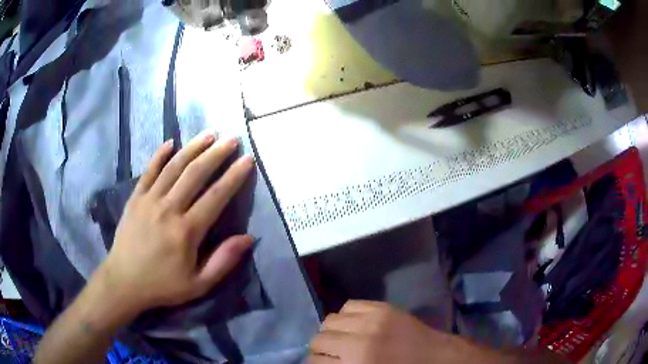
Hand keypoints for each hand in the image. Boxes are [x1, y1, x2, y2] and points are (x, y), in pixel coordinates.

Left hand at [95, 132, 254, 315]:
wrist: (124, 281)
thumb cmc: (163, 285)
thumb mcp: (198, 284)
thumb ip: (223, 261)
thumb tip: (248, 238)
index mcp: (186, 231)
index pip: (216, 196)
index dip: (234, 176)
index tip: (247, 159)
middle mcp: (168, 209)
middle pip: (195, 173)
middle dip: (216, 153)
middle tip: (232, 139)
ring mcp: (149, 200)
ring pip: (173, 166)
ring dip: (193, 147)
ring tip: (209, 134)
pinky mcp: (135, 197)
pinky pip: (148, 171)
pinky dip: (159, 155)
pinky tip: (171, 142)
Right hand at [309, 301, 496, 363]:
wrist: (436, 358)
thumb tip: (322, 362)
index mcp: (357, 363)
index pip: (315, 361)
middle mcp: (360, 339)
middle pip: (320, 339)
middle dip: (320, 349)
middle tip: (330, 355)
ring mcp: (373, 319)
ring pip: (330, 320)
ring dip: (332, 331)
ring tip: (342, 339)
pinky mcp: (383, 307)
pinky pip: (350, 305)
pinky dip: (347, 316)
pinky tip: (354, 325)